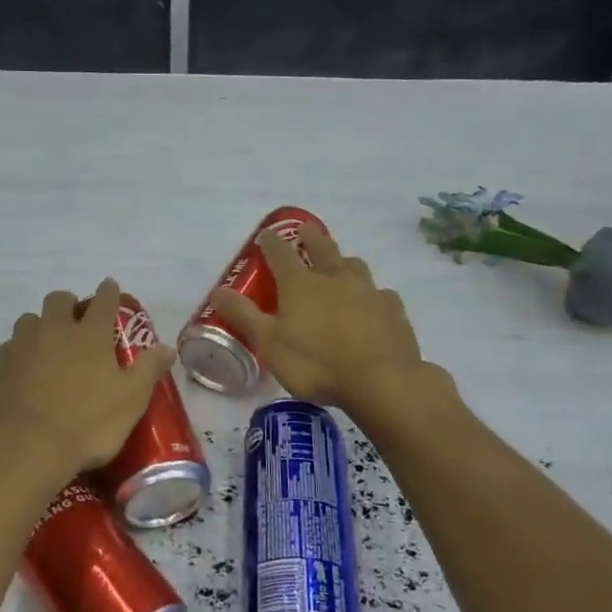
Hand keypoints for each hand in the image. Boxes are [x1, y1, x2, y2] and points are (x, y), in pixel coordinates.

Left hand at [0, 279, 175, 476]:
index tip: (110, 287)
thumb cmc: (86, 424)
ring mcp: (20, 346)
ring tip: (47, 347)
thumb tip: (167, 347)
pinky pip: (9, 348)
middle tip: (76, 322)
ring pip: (29, 320)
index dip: (109, 291)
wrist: (22, 447)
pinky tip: (23, 374)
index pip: (103, 301)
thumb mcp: (130, 401)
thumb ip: (148, 370)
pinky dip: (19, 354)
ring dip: (40, 326)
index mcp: (89, 335)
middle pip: (59, 300)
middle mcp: (53, 330)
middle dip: (69, 304)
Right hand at [212, 223, 437, 413]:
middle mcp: (334, 279)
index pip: (280, 254)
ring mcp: (368, 292)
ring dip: (343, 261)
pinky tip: (372, 303)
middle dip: (311, 237)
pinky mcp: (393, 310)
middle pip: (322, 248)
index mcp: (300, 285)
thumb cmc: (316, 363)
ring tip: (340, 265)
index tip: (266, 236)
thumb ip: (244, 316)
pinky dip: (372, 294)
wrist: (381, 381)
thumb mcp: (269, 343)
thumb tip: (218, 291)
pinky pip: (381, 294)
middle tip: (306, 230)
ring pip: (354, 266)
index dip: (271, 243)